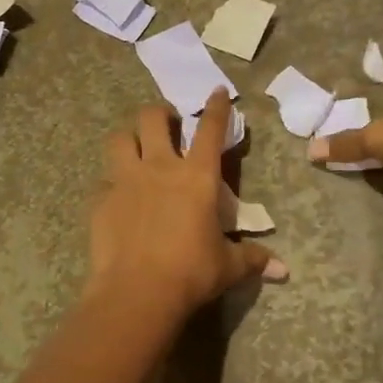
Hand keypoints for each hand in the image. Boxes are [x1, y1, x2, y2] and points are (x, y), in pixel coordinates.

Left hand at [87, 90, 285, 317]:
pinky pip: (104, 181)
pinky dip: (111, 185)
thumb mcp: (227, 266)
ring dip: (129, 139)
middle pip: (152, 118)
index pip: (210, 129)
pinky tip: (117, 200)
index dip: (215, 107)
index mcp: (196, 176)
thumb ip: (252, 259)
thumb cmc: (190, 272)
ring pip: (119, 139)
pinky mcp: (100, 200)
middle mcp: (159, 167)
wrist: (137, 291)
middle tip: (167, 124)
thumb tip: (283, 270)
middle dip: (160, 114)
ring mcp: (124, 180)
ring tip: (135, 150)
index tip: (216, 92)